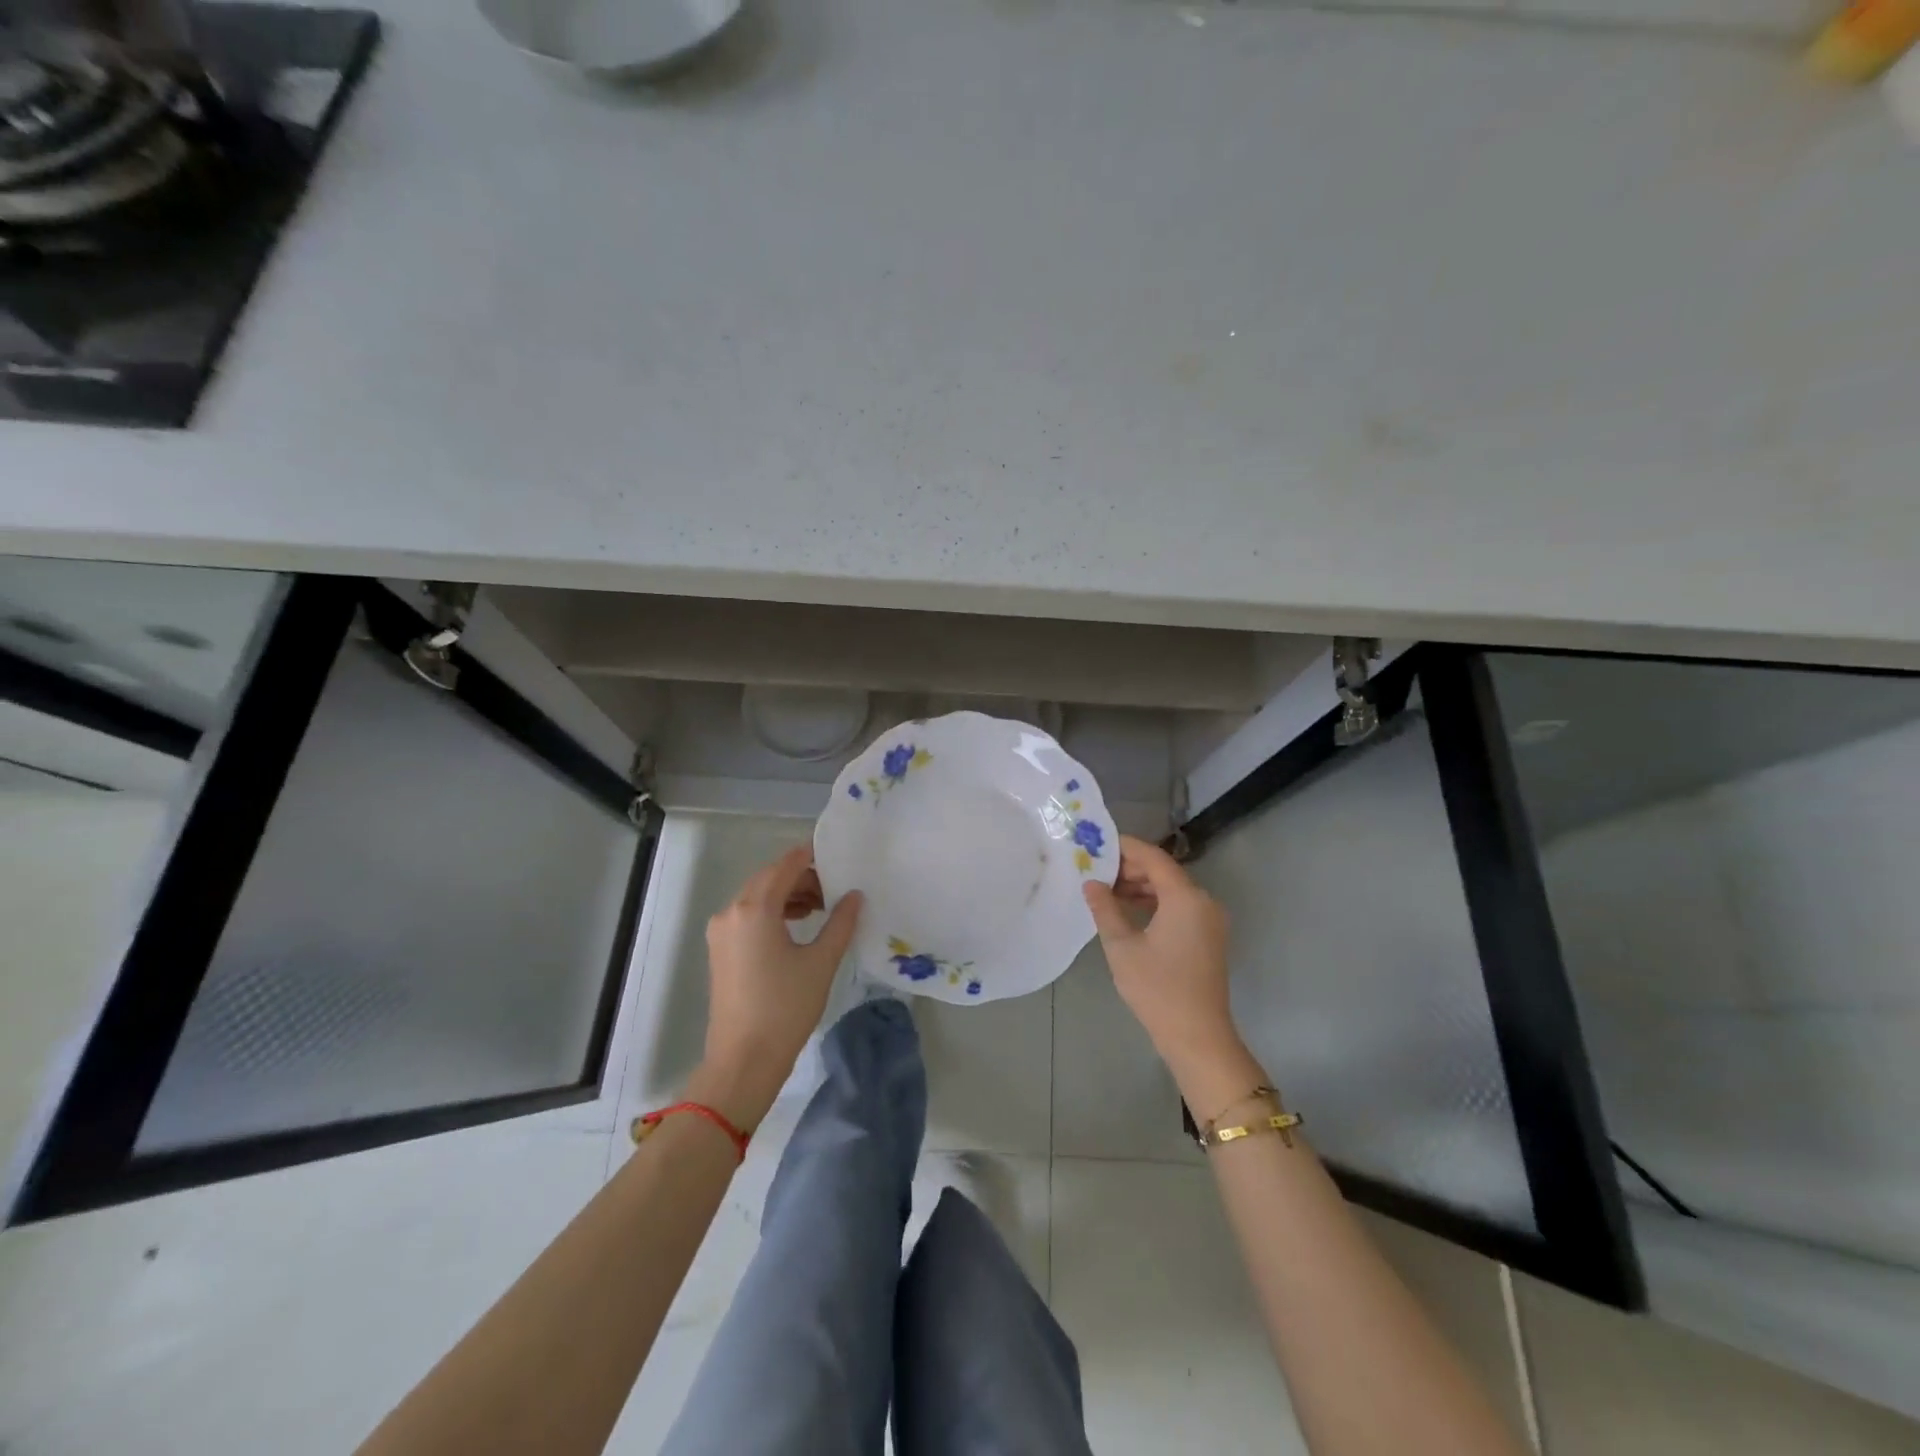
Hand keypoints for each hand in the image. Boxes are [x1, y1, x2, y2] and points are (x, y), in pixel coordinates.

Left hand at [692, 845, 861, 1128]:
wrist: (743, 1060)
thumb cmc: (785, 1008)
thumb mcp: (821, 962)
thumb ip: (841, 922)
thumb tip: (855, 895)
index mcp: (754, 909)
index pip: (786, 865)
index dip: (811, 856)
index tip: (837, 855)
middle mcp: (731, 912)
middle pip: (769, 878)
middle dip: (802, 877)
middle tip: (834, 887)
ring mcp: (721, 931)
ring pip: (757, 896)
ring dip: (788, 894)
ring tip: (821, 907)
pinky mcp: (720, 949)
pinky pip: (748, 915)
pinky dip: (773, 911)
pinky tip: (797, 925)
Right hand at [1083, 836, 1260, 1112]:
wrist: (1197, 1036)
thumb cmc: (1157, 988)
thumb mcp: (1122, 946)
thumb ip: (1105, 908)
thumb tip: (1091, 883)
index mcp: (1185, 897)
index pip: (1153, 857)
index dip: (1125, 847)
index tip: (1098, 843)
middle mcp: (1203, 901)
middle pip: (1164, 871)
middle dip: (1130, 868)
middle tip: (1096, 869)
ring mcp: (1209, 920)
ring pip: (1172, 889)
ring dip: (1141, 886)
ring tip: (1106, 890)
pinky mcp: (1208, 936)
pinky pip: (1180, 906)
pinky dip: (1155, 903)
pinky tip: (1128, 910)